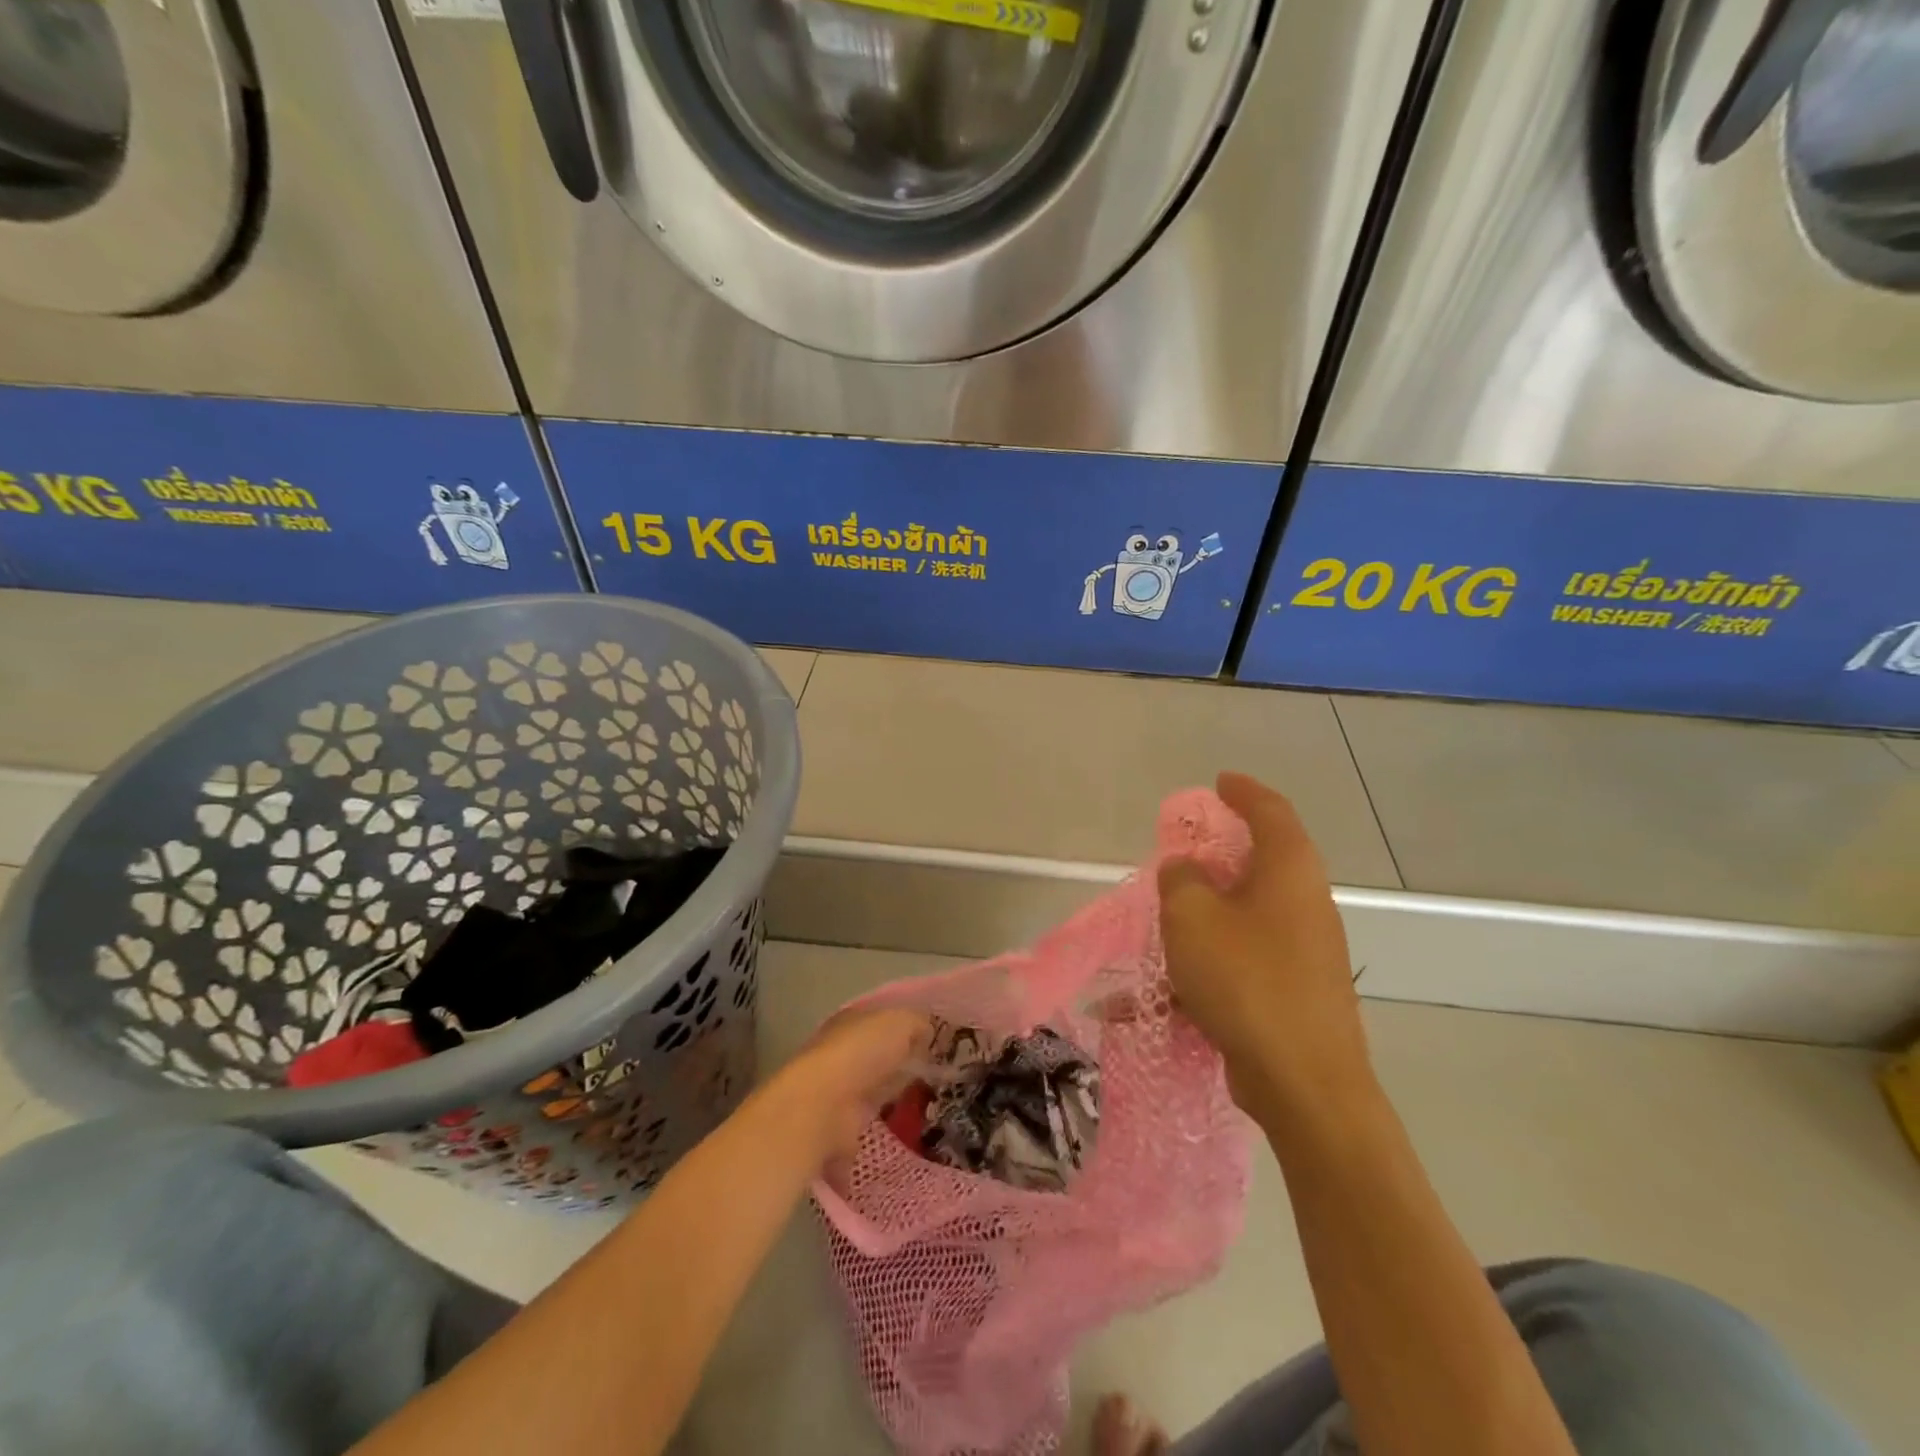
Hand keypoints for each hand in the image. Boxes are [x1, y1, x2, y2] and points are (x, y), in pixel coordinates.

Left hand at [765, 1008, 931, 1165]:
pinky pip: (864, 1131)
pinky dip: (878, 1137)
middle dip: (899, 1068)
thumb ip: (916, 1023)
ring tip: (925, 1113)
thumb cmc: (861, 1053)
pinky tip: (904, 1142)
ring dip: (888, 1103)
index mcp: (852, 1022)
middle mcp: (840, 1054)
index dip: (906, 1031)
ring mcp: (836, 1093)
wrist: (822, 1107)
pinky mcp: (836, 1131)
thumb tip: (926, 1032)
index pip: (881, 1022)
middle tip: (937, 1080)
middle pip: (876, 1059)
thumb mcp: (899, 1022)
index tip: (934, 1046)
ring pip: (869, 1094)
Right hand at [1159, 772, 1373, 1125]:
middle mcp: (1305, 903)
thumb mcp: (1192, 917)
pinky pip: (1243, 962)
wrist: (1304, 1083)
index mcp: (1289, 871)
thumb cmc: (1246, 980)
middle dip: (1220, 855)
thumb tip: (1186, 869)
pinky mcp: (1295, 992)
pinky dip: (1207, 966)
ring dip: (1207, 915)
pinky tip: (1161, 997)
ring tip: (1165, 925)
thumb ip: (1181, 880)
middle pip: (1262, 862)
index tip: (1219, 782)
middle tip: (1182, 854)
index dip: (1243, 791)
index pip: (1270, 811)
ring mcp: (1305, 951)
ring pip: (1247, 915)